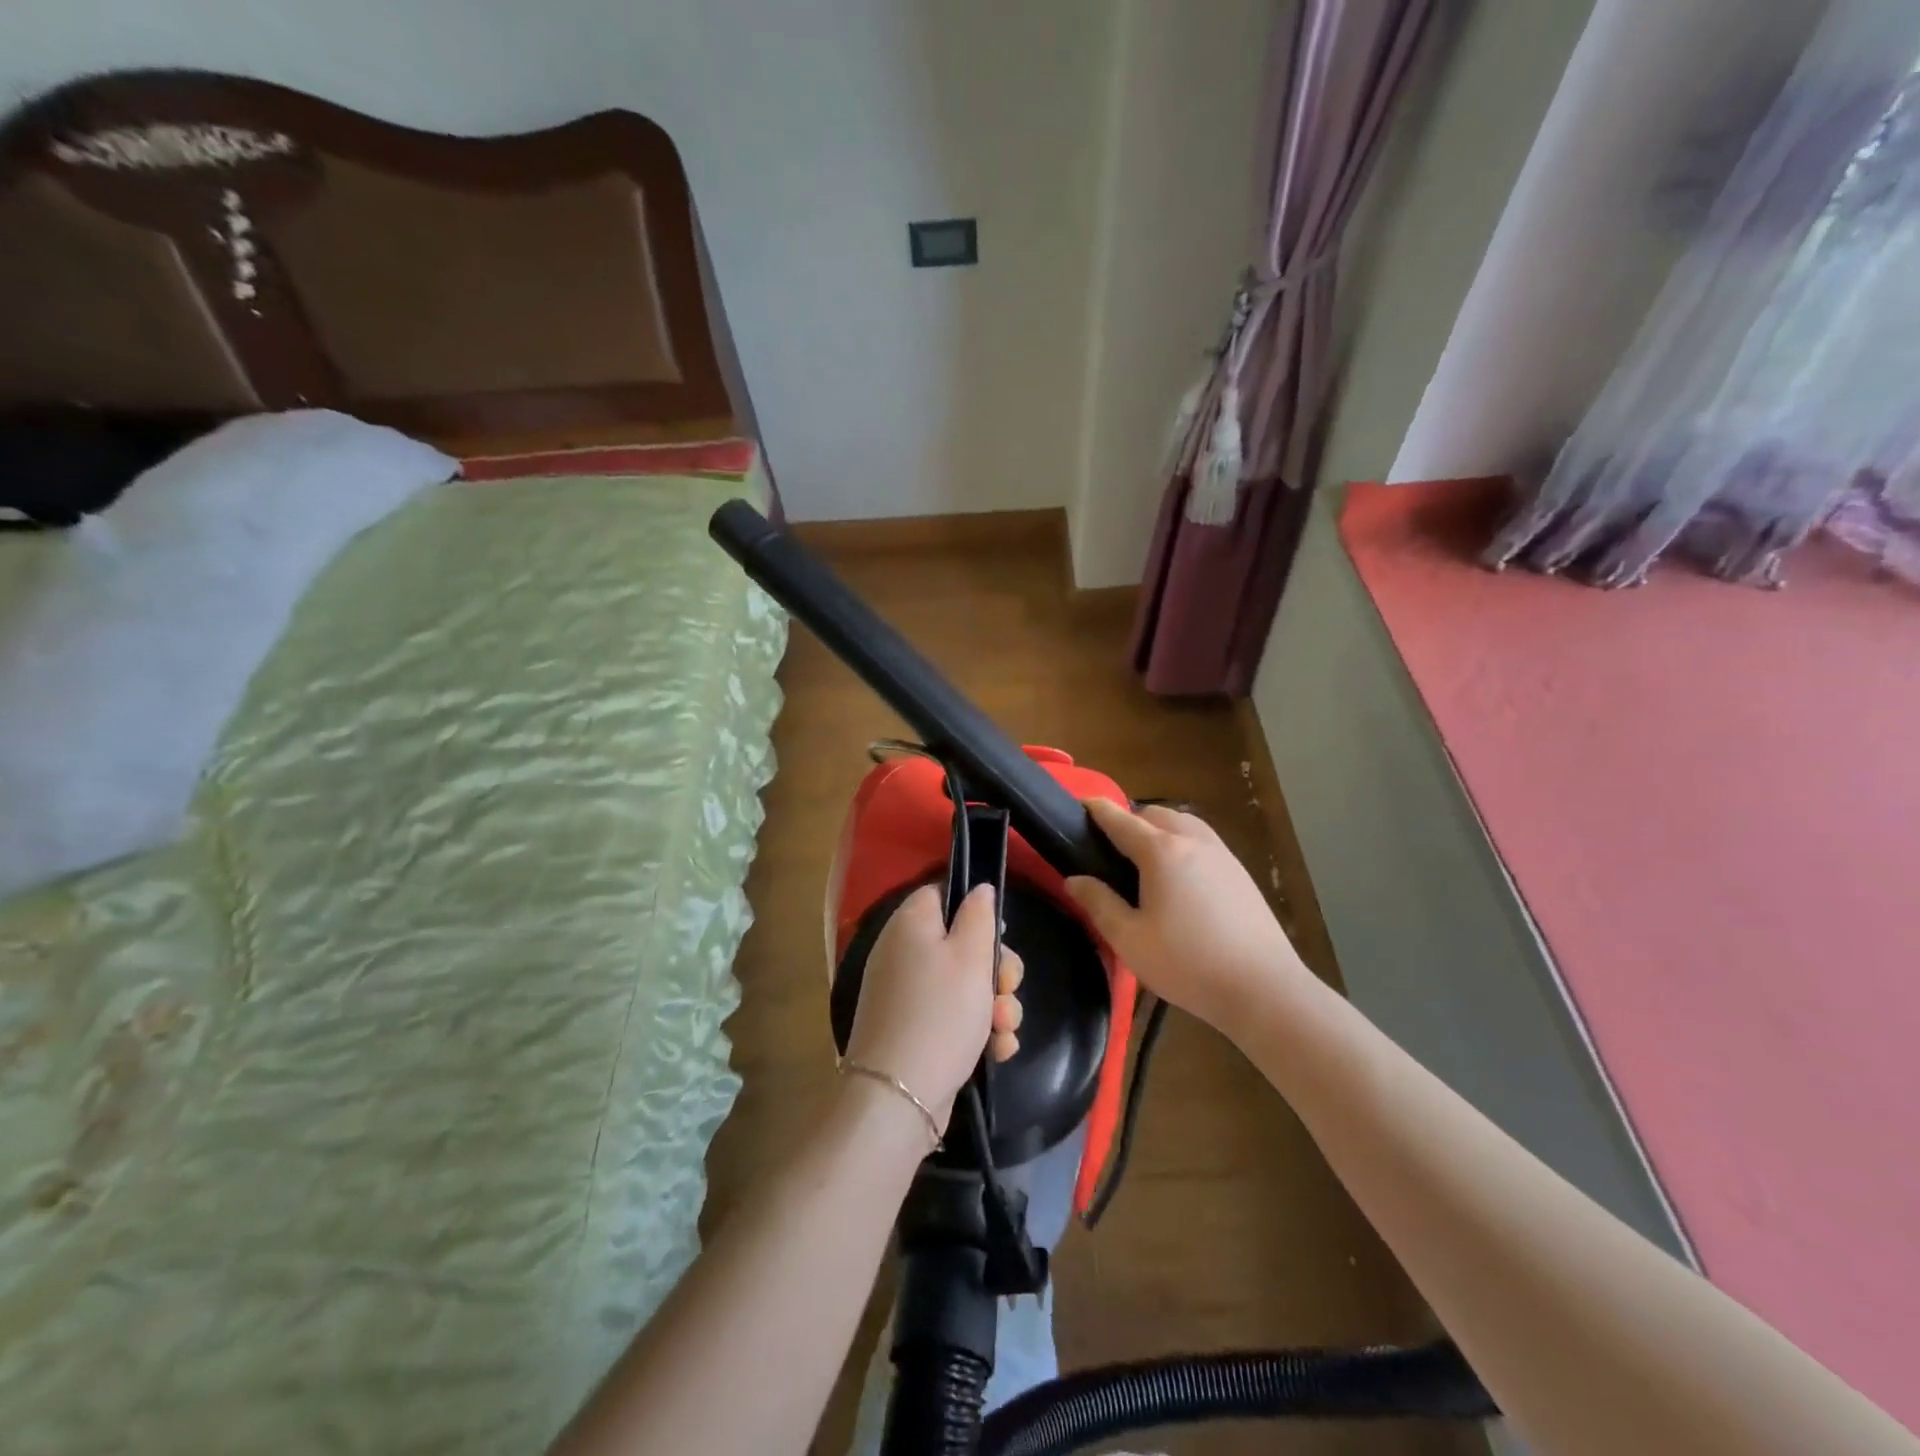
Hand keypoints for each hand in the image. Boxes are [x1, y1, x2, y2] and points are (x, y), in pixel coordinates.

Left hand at [844, 884, 1023, 1130]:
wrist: (899, 1096)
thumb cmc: (941, 1013)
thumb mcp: (971, 956)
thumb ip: (979, 915)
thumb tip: (979, 888)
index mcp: (910, 924)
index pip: (942, 894)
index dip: (975, 910)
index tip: (999, 935)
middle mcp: (903, 953)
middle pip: (960, 943)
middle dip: (996, 969)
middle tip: (1008, 989)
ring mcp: (906, 995)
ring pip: (964, 985)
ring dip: (994, 1006)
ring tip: (1005, 1029)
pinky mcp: (913, 1030)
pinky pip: (952, 1017)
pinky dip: (977, 1031)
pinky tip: (998, 1050)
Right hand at [1065, 798, 1307, 1028]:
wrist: (1264, 988)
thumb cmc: (1188, 963)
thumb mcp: (1129, 939)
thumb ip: (1099, 903)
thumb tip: (1074, 879)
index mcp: (1161, 851)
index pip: (1120, 819)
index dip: (1096, 809)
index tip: (1079, 804)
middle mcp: (1192, 841)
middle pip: (1154, 814)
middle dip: (1130, 820)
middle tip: (1110, 849)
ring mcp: (1221, 854)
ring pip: (1183, 824)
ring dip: (1159, 829)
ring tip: (1145, 861)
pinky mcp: (1240, 873)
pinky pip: (1202, 842)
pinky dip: (1182, 844)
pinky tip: (1179, 878)